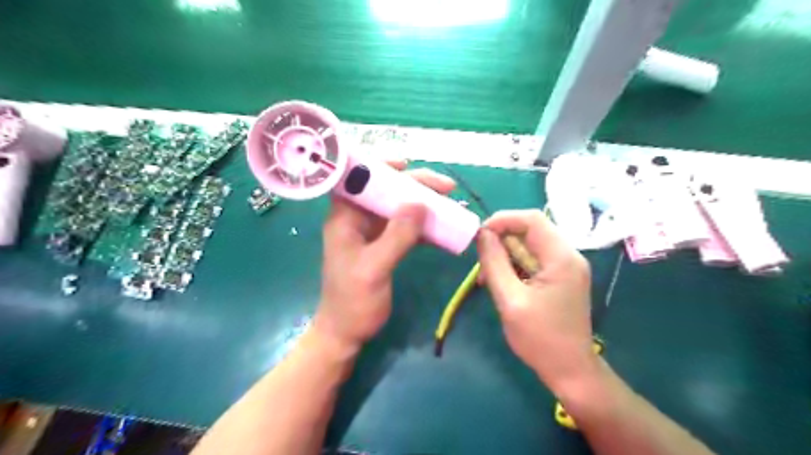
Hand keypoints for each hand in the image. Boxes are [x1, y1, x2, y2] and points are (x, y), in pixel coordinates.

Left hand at [313, 162, 455, 352]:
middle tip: (447, 188)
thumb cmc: (352, 302)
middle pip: (386, 190)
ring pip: (398, 208)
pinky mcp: (384, 246)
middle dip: (415, 185)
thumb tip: (420, 204)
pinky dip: (423, 225)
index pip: (358, 179)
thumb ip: (396, 236)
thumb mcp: (374, 268)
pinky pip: (405, 227)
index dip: (380, 166)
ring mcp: (371, 233)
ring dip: (423, 204)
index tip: (408, 164)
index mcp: (345, 218)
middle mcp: (357, 219)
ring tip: (450, 203)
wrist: (346, 332)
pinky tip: (443, 226)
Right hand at [476, 210, 592, 389]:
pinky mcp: (561, 276)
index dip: (503, 219)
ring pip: (530, 244)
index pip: (532, 219)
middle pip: (531, 230)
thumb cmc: (540, 338)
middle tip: (482, 263)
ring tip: (488, 278)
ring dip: (506, 255)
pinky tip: (503, 283)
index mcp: (561, 257)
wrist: (570, 370)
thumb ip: (495, 263)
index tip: (480, 235)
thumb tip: (483, 234)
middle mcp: (569, 255)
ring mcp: (567, 266)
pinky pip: (534, 259)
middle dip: (502, 241)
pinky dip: (515, 265)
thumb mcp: (510, 299)